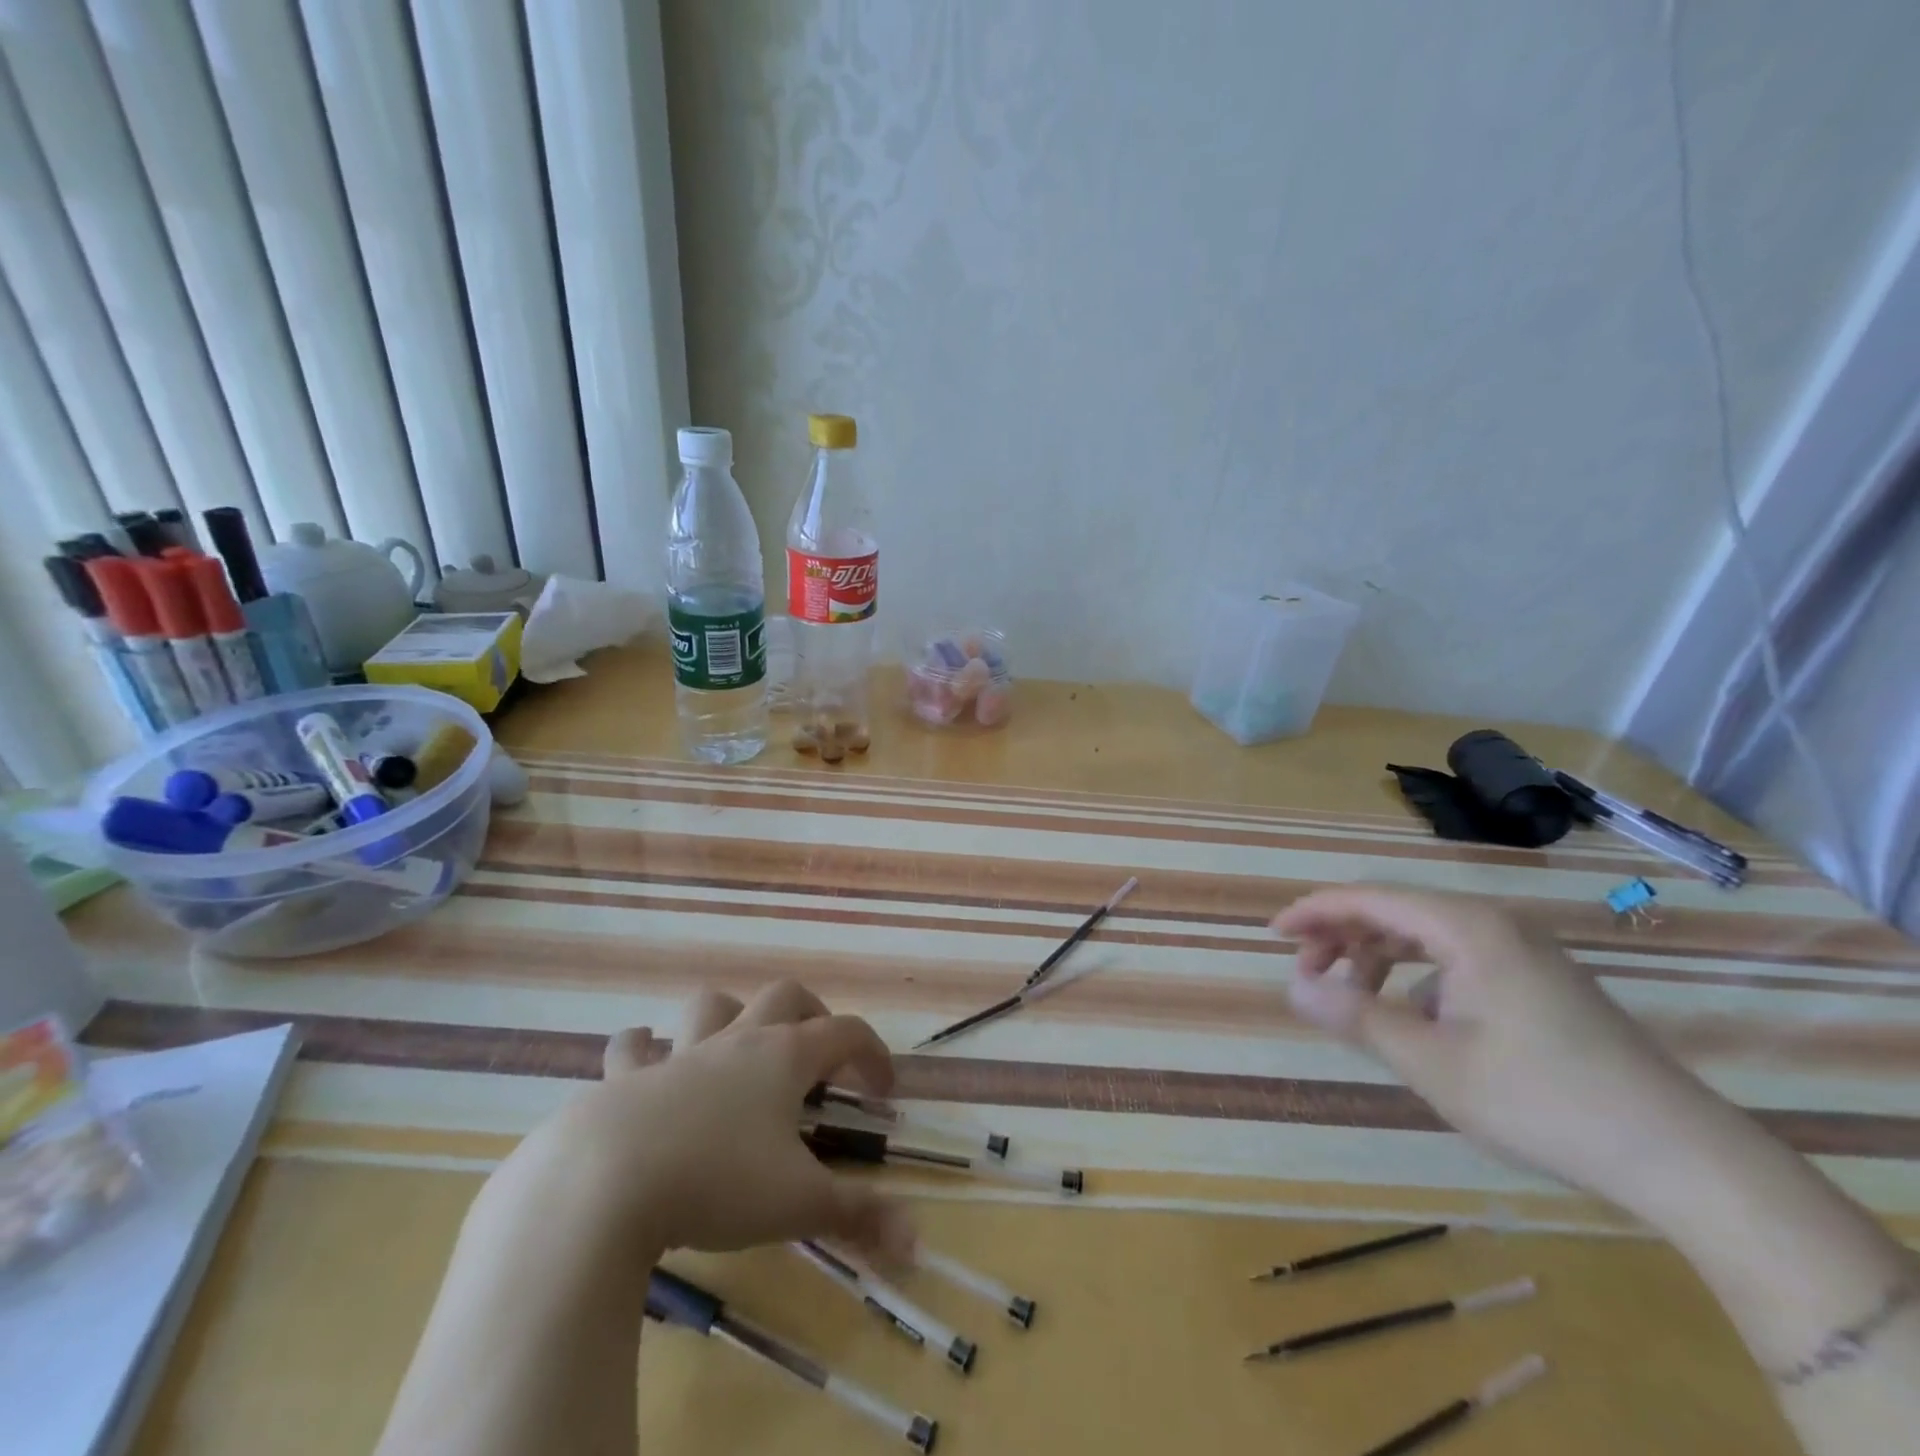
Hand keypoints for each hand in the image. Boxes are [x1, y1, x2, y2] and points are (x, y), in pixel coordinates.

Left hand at [506, 980, 913, 1263]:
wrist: (606, 1182)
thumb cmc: (718, 1183)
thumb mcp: (798, 1205)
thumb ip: (859, 1216)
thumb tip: (918, 1241)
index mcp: (784, 1058)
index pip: (846, 1032)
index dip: (873, 1054)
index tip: (883, 1091)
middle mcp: (737, 1041)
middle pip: (784, 996)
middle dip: (811, 1013)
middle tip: (819, 1053)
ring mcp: (678, 1054)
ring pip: (711, 1006)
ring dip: (729, 1015)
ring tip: (736, 1046)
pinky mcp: (625, 1078)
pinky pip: (632, 1048)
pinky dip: (641, 1049)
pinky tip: (643, 1059)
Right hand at [1272, 885, 1730, 1214]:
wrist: (1684, 1157)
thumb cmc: (1542, 1100)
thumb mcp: (1431, 1062)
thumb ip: (1356, 1015)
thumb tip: (1294, 986)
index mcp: (1466, 928)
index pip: (1369, 898)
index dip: (1314, 911)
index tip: (1273, 934)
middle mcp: (1494, 924)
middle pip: (1396, 910)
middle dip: (1342, 936)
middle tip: (1307, 974)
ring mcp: (1524, 951)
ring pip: (1426, 934)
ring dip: (1378, 957)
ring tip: (1354, 998)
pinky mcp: (1543, 980)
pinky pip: (1458, 957)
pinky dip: (1418, 975)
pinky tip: (1419, 1020)